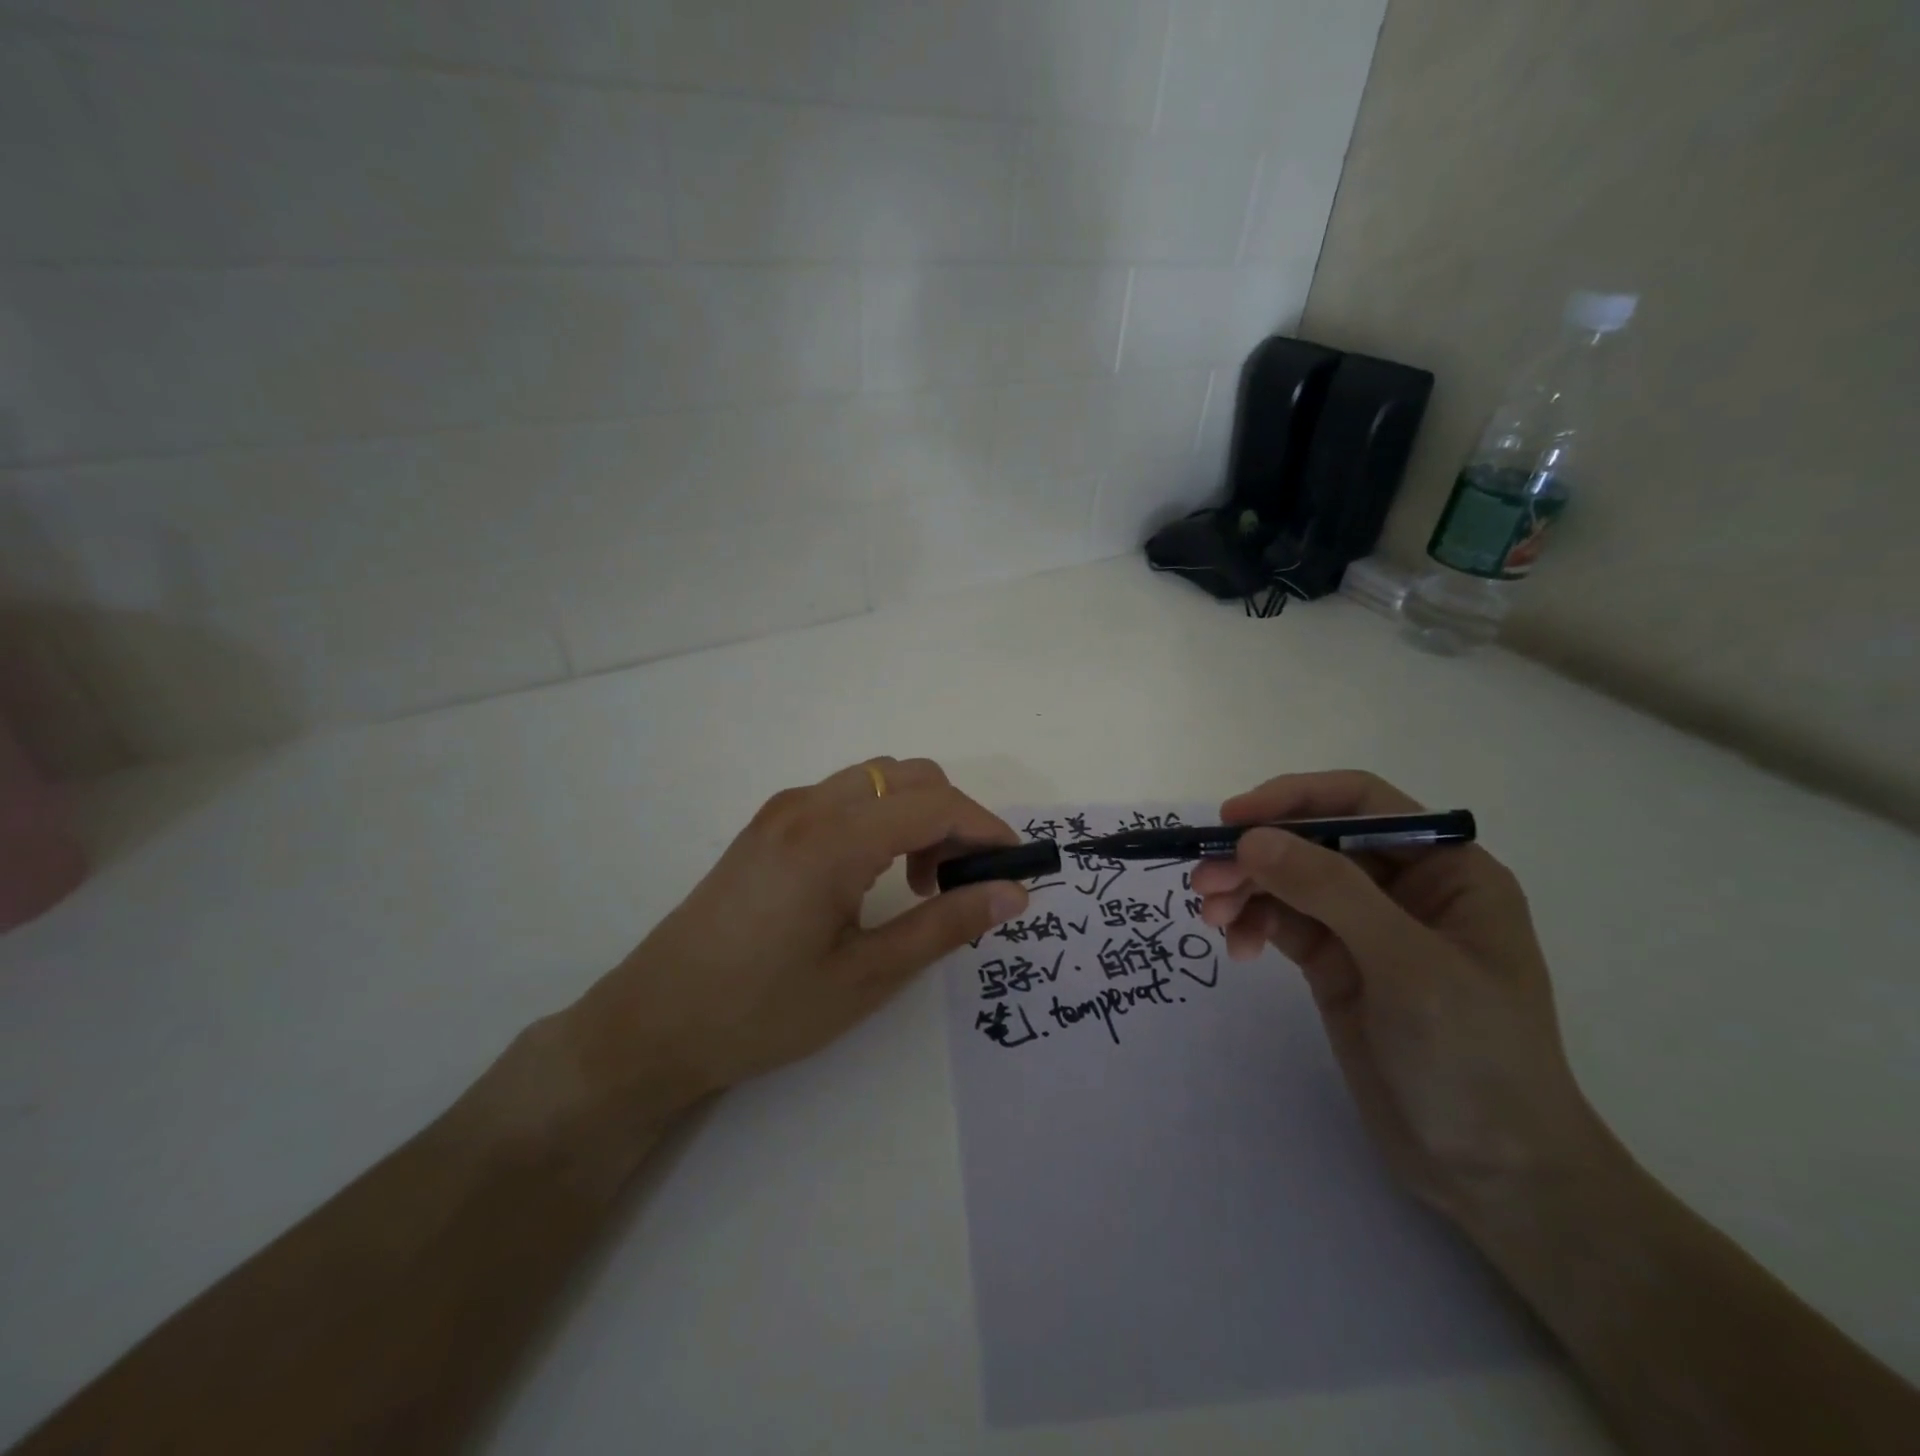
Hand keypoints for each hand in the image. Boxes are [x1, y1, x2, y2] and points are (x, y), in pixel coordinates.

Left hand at [563, 758, 1027, 1115]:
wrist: (655, 1022)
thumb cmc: (763, 1010)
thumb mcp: (866, 977)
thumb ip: (945, 926)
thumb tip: (1012, 893)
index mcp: (834, 839)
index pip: (935, 804)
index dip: (986, 829)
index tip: (1015, 868)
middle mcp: (809, 806)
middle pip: (910, 776)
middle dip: (954, 817)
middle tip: (959, 884)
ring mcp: (783, 810)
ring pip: (877, 779)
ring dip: (917, 814)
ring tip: (917, 883)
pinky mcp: (769, 824)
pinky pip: (846, 795)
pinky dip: (882, 817)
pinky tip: (874, 874)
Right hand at [1191, 770, 1603, 1220]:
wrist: (1492, 1174)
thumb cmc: (1475, 1058)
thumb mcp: (1407, 965)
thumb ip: (1329, 892)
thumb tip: (1251, 839)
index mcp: (1447, 870)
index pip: (1361, 803)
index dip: (1295, 799)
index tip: (1234, 818)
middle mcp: (1404, 888)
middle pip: (1313, 842)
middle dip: (1257, 855)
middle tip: (1204, 881)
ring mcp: (1366, 928)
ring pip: (1289, 882)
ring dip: (1245, 890)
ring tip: (1210, 918)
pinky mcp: (1336, 964)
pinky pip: (1282, 922)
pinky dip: (1253, 925)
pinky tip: (1236, 949)